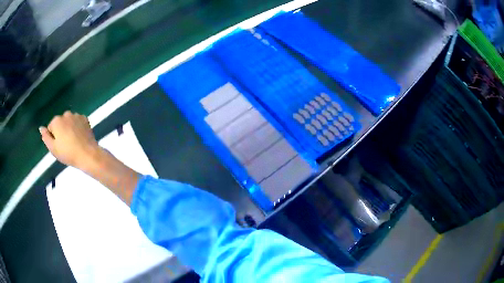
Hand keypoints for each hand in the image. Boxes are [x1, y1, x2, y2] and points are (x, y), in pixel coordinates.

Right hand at [40, 111, 102, 170]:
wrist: (87, 154)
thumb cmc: (68, 153)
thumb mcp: (53, 149)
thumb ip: (45, 137)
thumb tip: (41, 128)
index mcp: (56, 121)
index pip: (51, 128)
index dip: (54, 138)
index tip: (59, 146)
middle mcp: (66, 114)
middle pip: (60, 123)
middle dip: (61, 131)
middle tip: (66, 145)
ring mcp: (76, 115)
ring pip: (69, 121)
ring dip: (69, 128)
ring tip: (73, 142)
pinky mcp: (85, 118)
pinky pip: (78, 122)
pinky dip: (77, 127)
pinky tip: (80, 137)